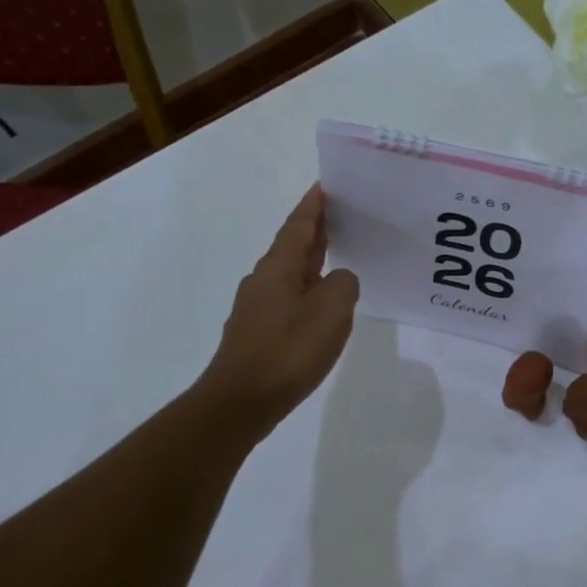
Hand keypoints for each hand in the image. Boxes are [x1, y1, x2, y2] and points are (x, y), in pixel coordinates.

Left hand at [200, 185, 358, 438]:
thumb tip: (339, 280)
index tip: (325, 186)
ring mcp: (257, 306)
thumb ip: (344, 284)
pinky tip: (320, 303)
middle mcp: (264, 279)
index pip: (299, 225)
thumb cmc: (289, 349)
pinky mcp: (257, 331)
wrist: (242, 400)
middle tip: (341, 215)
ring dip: (311, 260)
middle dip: (315, 229)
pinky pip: (288, 297)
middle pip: (292, 245)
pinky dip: (306, 288)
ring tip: (337, 255)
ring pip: (289, 272)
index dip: (313, 205)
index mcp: (279, 266)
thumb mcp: (332, 310)